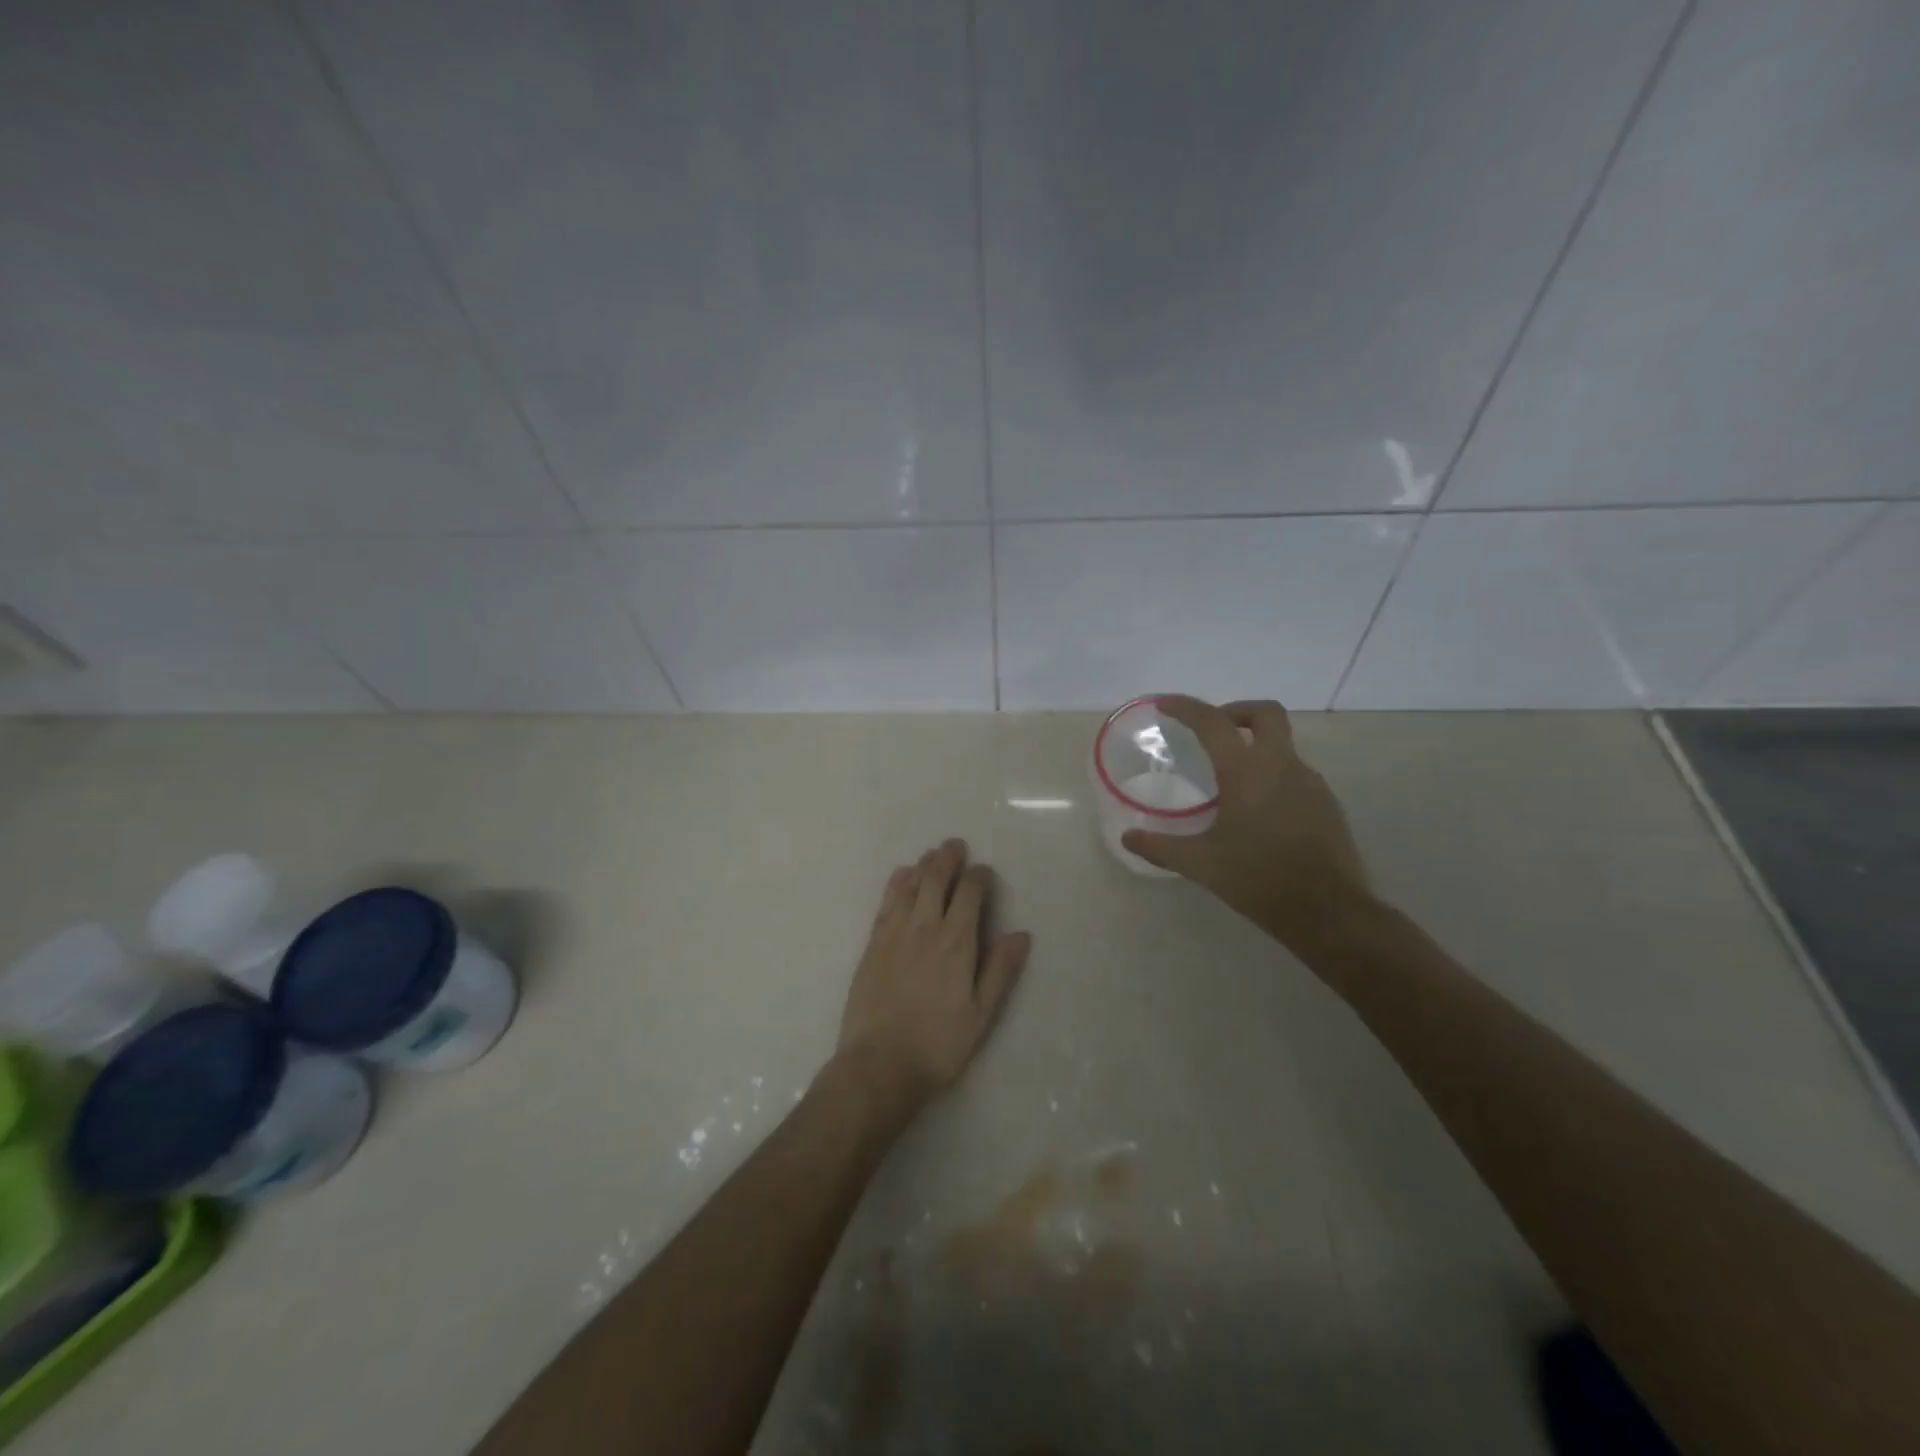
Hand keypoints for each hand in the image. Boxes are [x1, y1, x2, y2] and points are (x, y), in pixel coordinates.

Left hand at [836, 839, 1031, 1112]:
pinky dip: (896, 884)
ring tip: (932, 855)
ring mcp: (894, 934)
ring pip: (910, 887)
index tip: (985, 871)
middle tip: (955, 845)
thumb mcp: (981, 1014)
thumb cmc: (938, 1044)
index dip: (979, 877)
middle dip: (948, 859)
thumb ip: (1000, 970)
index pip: (969, 894)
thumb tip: (1020, 933)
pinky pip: (886, 903)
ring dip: (923, 866)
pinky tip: (901, 876)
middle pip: (936, 881)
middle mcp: (925, 928)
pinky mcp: (872, 945)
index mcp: (957, 943)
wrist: (879, 1064)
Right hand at [1121, 697, 1371, 951]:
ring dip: (1255, 746)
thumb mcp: (1200, 864)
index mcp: (1246, 771)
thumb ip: (1160, 847)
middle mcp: (1282, 765)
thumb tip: (1127, 838)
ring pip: (1283, 745)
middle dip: (1236, 711)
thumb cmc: (1258, 879)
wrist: (1328, 912)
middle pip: (1265, 713)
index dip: (1186, 707)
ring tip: (1230, 779)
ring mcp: (1310, 783)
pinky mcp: (1327, 804)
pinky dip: (1273, 775)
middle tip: (1213, 730)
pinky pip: (1295, 774)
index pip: (1212, 722)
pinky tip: (1258, 810)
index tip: (1165, 704)